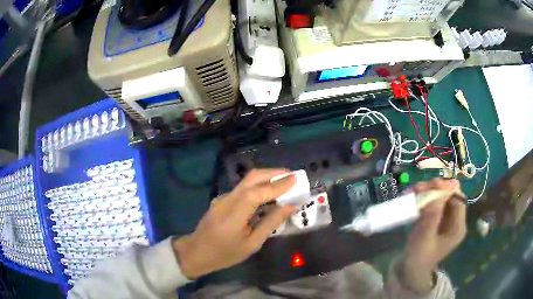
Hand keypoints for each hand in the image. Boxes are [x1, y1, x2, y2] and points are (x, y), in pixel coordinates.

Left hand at [173, 169, 296, 278]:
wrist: (197, 252)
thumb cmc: (226, 254)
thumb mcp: (252, 244)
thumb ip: (271, 223)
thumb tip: (290, 206)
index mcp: (233, 215)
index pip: (257, 193)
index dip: (277, 184)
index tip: (296, 179)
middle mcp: (227, 200)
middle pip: (251, 178)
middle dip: (274, 173)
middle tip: (293, 177)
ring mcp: (223, 197)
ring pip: (247, 180)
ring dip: (267, 178)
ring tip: (285, 183)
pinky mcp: (222, 198)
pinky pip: (243, 188)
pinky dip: (259, 186)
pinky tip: (268, 194)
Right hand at [402, 179, 466, 292]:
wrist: (409, 272)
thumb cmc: (418, 257)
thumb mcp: (424, 237)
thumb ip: (433, 214)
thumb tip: (439, 188)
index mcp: (457, 227)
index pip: (458, 199)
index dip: (447, 188)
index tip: (430, 185)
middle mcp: (455, 221)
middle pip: (450, 196)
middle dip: (435, 189)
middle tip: (417, 188)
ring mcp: (445, 220)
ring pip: (441, 197)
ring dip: (427, 192)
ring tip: (411, 191)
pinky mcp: (436, 220)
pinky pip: (433, 204)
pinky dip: (424, 198)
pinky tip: (413, 197)